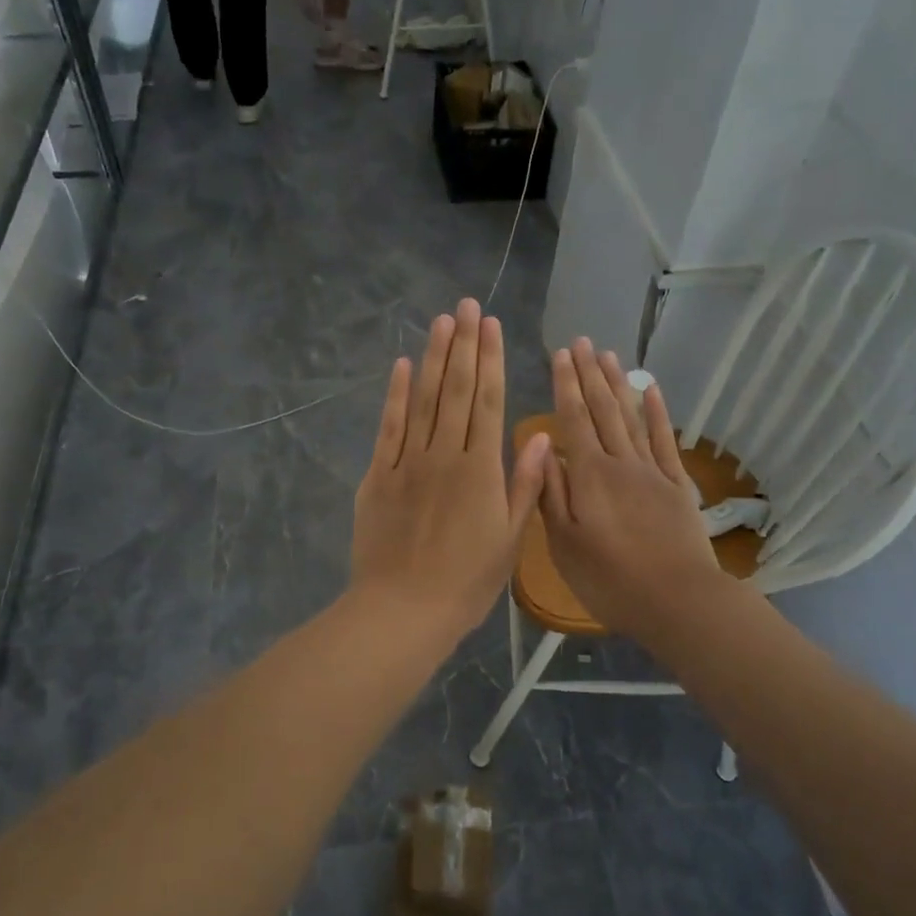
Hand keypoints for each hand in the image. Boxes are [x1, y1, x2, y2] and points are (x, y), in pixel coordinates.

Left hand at [351, 300, 548, 639]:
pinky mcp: (377, 475)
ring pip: (423, 400)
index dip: (490, 360)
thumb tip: (537, 435)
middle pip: (456, 390)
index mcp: (481, 470)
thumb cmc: (465, 582)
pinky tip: (401, 366)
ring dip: (432, 358)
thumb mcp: (509, 540)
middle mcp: (445, 455)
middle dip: (462, 345)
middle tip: (465, 305)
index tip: (491, 325)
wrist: (403, 610)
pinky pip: (388, 427)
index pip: (488, 402)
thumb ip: (524, 485)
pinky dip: (395, 395)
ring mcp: (407, 462)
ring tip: (440, 321)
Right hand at [538, 339, 732, 638]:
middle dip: (589, 374)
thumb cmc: (609, 579)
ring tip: (608, 355)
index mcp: (588, 476)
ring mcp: (652, 471)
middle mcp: (620, 462)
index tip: (559, 354)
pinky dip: (657, 413)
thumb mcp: (564, 543)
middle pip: (602, 409)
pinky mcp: (676, 485)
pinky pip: (664, 440)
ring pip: (631, 417)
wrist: (678, 600)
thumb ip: (550, 492)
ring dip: (618, 384)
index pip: (573, 419)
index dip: (565, 385)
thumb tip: (541, 447)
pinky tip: (650, 390)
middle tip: (581, 341)